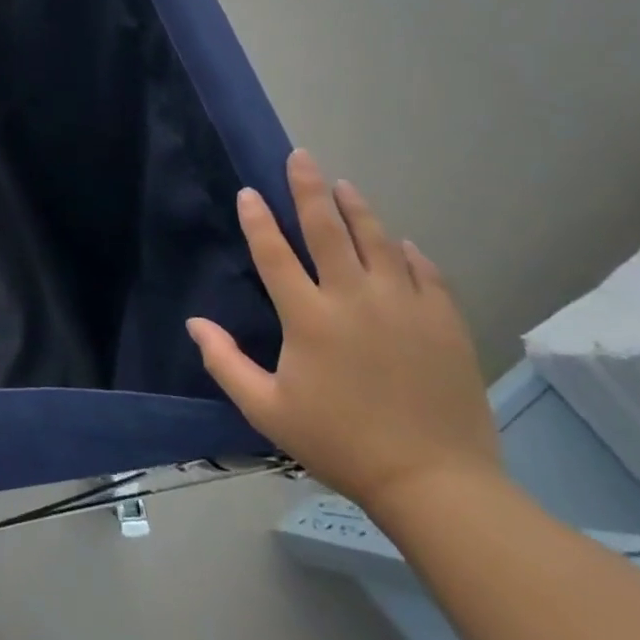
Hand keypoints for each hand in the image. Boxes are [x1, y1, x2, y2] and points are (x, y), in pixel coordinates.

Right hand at [188, 150, 500, 515]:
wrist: (435, 483)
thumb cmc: (340, 443)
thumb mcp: (267, 410)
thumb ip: (224, 362)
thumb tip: (194, 323)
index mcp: (309, 318)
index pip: (275, 254)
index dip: (257, 220)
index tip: (248, 192)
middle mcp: (355, 299)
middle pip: (329, 230)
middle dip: (309, 189)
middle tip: (301, 157)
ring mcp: (405, 307)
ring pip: (379, 242)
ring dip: (358, 209)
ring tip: (344, 185)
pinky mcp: (445, 322)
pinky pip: (425, 273)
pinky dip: (408, 253)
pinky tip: (401, 242)